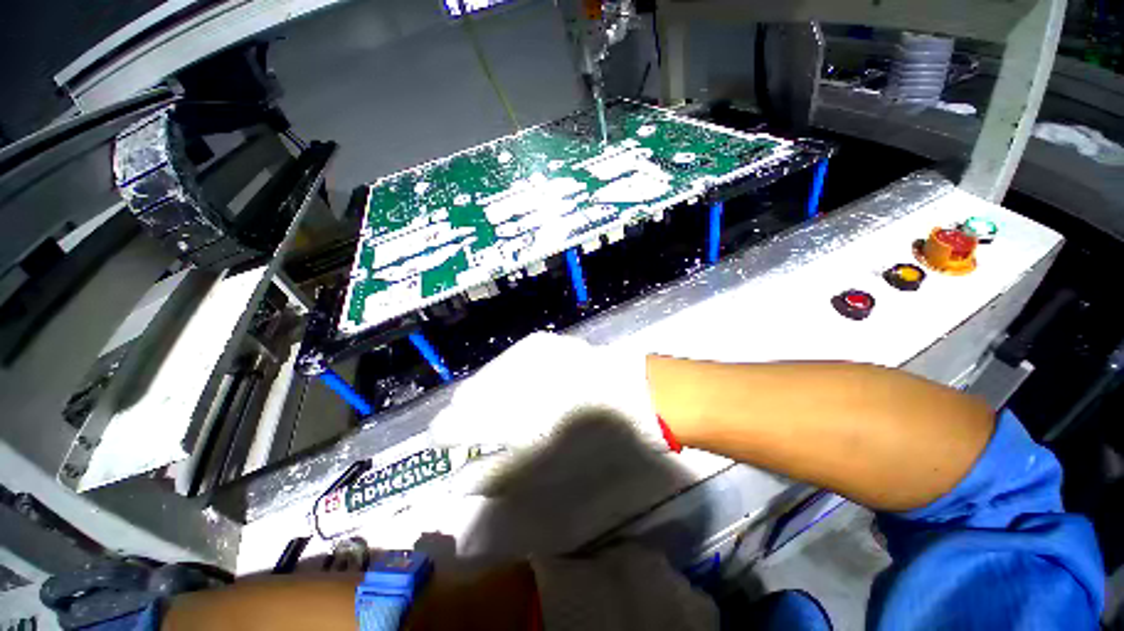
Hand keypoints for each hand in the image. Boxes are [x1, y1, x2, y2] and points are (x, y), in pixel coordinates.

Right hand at [428, 333, 667, 454]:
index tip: (452, 446)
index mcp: (495, 412)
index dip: (446, 438)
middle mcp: (500, 375)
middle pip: (464, 396)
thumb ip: (492, 474)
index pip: (447, 424)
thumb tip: (456, 481)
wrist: (631, 395)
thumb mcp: (538, 469)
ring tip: (512, 407)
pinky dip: (510, 376)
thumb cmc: (588, 441)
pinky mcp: (540, 341)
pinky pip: (510, 360)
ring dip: (490, 394)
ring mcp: (521, 352)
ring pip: (486, 375)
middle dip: (469, 414)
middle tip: (489, 429)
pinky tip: (530, 385)